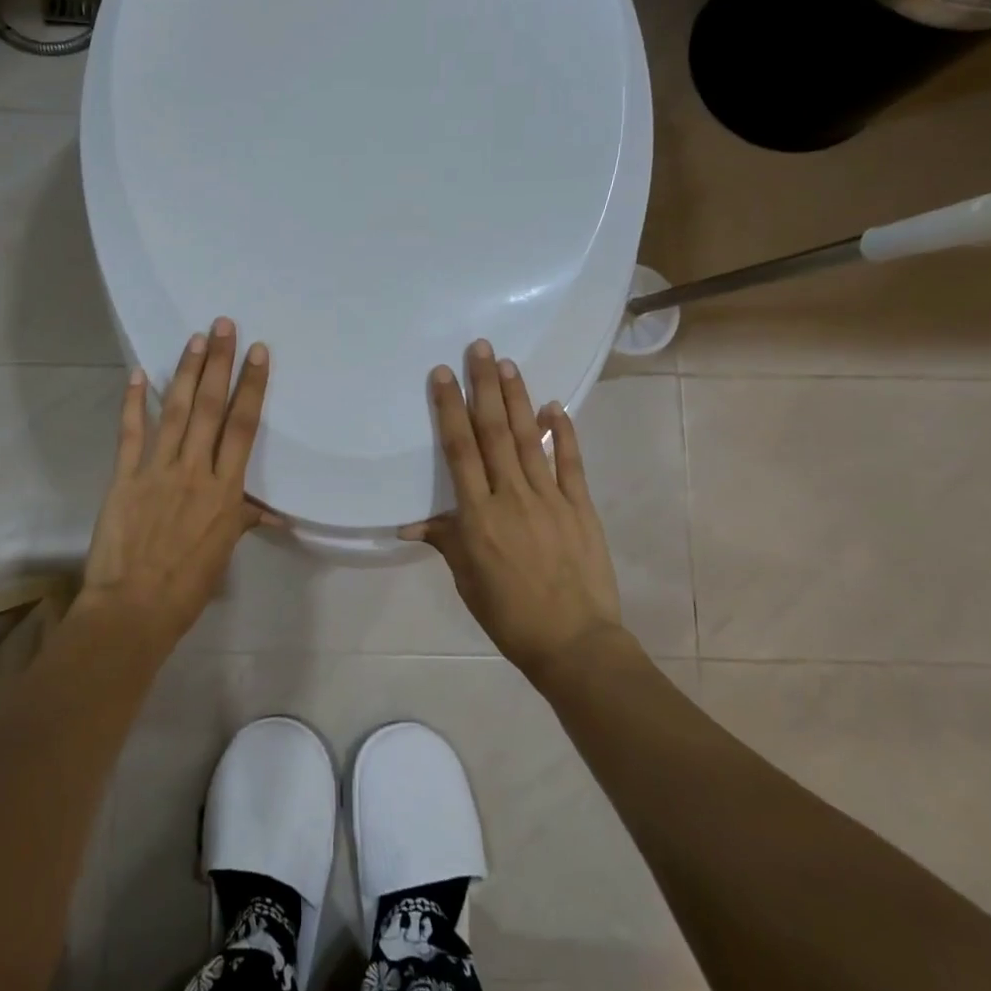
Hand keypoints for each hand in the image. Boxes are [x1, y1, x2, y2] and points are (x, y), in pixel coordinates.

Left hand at [82, 318, 273, 640]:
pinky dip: (132, 402)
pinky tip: (136, 374)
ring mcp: (156, 471)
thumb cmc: (187, 585)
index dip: (251, 386)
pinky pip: (130, 433)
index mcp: (225, 490)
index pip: (242, 427)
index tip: (257, 352)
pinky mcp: (124, 478)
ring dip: (185, 372)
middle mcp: (194, 471)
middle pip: (210, 407)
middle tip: (223, 325)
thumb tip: (275, 513)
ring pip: (175, 411)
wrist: (134, 608)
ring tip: (195, 339)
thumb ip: (243, 520)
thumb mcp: (223, 553)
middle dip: (219, 363)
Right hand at [402, 340, 639, 678]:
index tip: (443, 375)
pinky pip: (570, 463)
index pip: (460, 451)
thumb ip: (445, 540)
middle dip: (484, 387)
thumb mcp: (467, 579)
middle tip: (479, 348)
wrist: (573, 642)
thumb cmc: (509, 614)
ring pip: (527, 439)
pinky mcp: (580, 507)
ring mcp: (550, 499)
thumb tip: (410, 523)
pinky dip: (562, 433)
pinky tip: (554, 406)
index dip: (449, 409)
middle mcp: (512, 497)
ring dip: (516, 399)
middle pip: (493, 433)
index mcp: (478, 516)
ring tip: (507, 363)